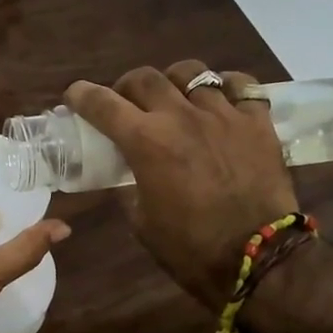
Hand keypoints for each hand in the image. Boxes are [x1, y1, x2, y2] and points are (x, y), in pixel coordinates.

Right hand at [66, 60, 295, 309]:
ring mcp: (223, 114)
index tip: (74, 95)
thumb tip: (127, 173)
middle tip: (126, 102)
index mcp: (146, 142)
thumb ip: (129, 187)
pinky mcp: (257, 122)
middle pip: (145, 77)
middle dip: (127, 86)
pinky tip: (221, 100)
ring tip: (175, 96)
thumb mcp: (141, 222)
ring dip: (174, 81)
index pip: (103, 104)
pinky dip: (225, 86)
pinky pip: (241, 84)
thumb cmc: (190, 248)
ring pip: (192, 72)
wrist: (258, 260)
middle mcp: (181, 116)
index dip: (82, 95)